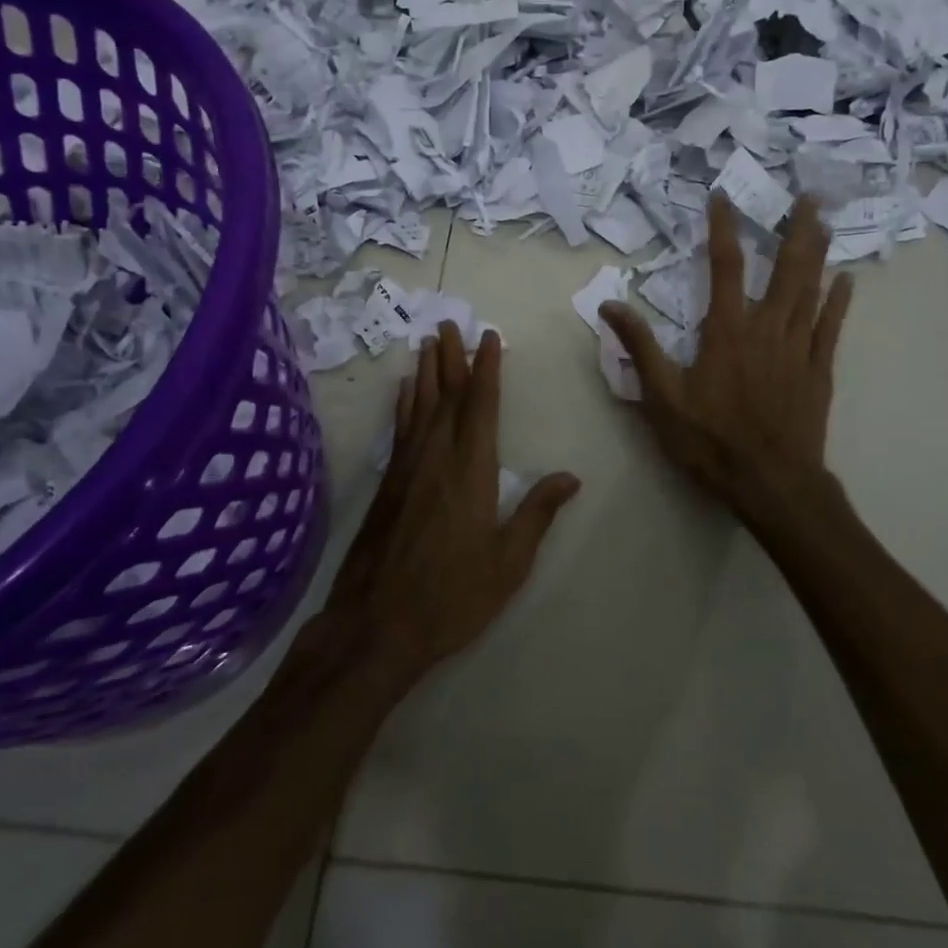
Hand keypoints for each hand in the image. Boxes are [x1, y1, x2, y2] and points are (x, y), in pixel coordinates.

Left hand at [322, 321, 580, 678]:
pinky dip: (404, 404)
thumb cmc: (452, 596)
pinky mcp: (387, 485)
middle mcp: (436, 457)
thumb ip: (537, 514)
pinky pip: (400, 429)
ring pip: (419, 407)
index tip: (488, 338)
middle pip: (446, 396)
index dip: (486, 369)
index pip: (481, 406)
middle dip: (451, 357)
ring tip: (428, 342)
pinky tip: (404, 391)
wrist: (377, 625)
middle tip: (449, 323)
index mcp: (471, 470)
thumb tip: (570, 477)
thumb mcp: (508, 562)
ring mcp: (406, 469)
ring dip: (426, 372)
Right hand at [600, 195, 850, 528]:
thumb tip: (610, 305)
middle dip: (794, 229)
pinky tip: (847, 280)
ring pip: (811, 290)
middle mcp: (767, 329)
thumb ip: (640, 348)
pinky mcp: (818, 370)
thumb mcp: (662, 398)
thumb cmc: (711, 441)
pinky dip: (839, 302)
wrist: (771, 483)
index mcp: (727, 332)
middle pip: (785, 269)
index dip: (723, 229)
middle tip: (808, 195)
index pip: (724, 267)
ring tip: (825, 221)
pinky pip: (831, 328)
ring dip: (818, 253)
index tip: (723, 198)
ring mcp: (798, 348)